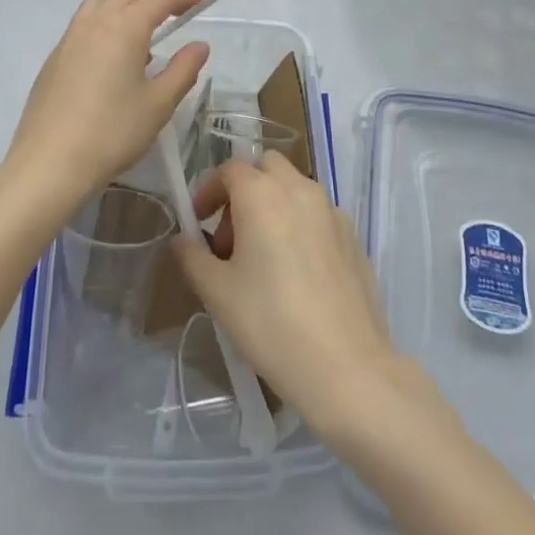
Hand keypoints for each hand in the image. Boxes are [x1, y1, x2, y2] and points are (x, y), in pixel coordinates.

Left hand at [4, 0, 209, 211]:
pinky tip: (113, 57)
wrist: (49, 162)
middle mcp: (95, 23)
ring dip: (127, 5)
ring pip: (102, 3)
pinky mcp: (54, 59)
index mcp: (124, 28)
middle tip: (179, 8)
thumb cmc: (112, 132)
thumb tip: (199, 45)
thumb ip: (183, 69)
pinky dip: (106, 23)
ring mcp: (70, 39)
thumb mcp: (158, 104)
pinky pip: (85, 25)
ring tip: (144, 31)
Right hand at [172, 151, 402, 439]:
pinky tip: (296, 272)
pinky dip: (299, 223)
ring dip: (272, 204)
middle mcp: (299, 189)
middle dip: (243, 189)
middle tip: (231, 236)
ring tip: (262, 257)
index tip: (198, 221)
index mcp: (262, 194)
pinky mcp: (353, 235)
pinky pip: (317, 213)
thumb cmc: (272, 324)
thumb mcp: (218, 294)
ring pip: (294, 187)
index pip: (229, 170)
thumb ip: (193, 257)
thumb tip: (181, 240)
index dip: (208, 189)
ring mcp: (331, 210)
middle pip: (266, 167)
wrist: (347, 367)